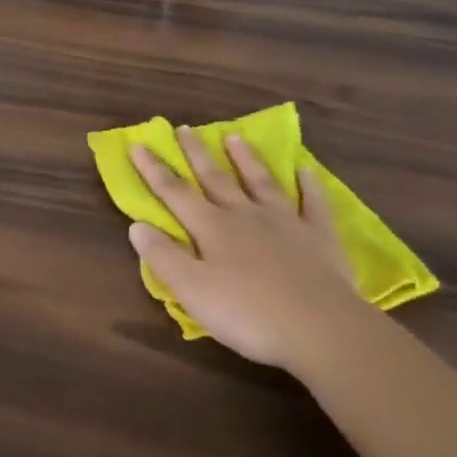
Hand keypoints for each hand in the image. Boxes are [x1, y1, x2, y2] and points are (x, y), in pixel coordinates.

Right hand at [128, 126, 366, 371]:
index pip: (174, 192)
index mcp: (210, 228)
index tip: (138, 144)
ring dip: (246, 159)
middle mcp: (244, 215)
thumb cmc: (247, 312)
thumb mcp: (191, 290)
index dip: (154, 169)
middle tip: (185, 128)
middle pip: (215, 178)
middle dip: (196, 154)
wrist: (320, 328)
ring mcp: (285, 222)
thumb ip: (163, 256)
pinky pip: (313, 203)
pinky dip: (309, 186)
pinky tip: (306, 171)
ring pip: (261, 182)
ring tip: (234, 137)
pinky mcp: (319, 236)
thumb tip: (136, 225)